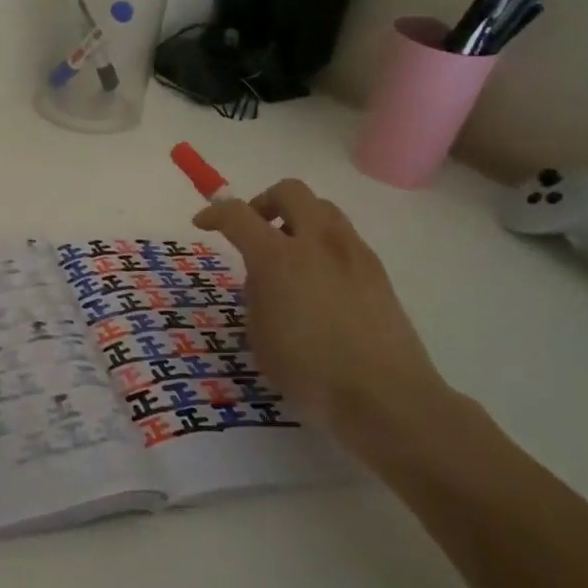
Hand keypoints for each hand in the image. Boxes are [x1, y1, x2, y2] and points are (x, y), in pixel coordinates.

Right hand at [194, 180, 488, 471]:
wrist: (385, 396)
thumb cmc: (309, 372)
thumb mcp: (260, 336)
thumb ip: (256, 295)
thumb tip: (265, 278)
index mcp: (278, 258)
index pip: (237, 215)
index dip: (215, 213)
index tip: (203, 223)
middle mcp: (317, 242)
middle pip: (289, 191)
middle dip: (263, 202)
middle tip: (253, 229)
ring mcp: (353, 252)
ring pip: (322, 208)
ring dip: (298, 218)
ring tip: (288, 254)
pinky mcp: (377, 270)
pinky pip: (344, 236)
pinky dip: (322, 243)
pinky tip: (319, 279)